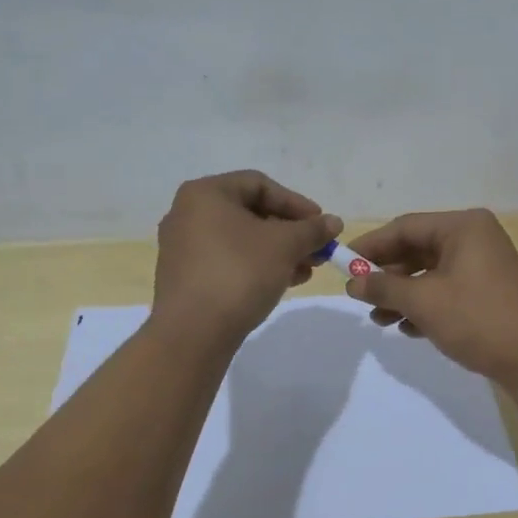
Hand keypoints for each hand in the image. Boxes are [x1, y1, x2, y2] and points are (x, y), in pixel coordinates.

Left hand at [153, 171, 339, 346]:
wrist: (192, 333)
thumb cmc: (239, 273)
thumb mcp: (285, 246)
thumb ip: (312, 229)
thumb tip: (334, 222)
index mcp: (205, 194)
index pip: (260, 185)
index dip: (296, 202)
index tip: (321, 224)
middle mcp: (188, 214)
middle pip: (251, 213)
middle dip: (290, 231)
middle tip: (318, 249)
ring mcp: (184, 248)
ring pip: (242, 240)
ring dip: (279, 251)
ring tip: (307, 270)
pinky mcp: (186, 277)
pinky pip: (229, 260)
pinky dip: (258, 266)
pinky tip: (285, 282)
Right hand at [342, 209, 517, 381]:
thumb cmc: (478, 319)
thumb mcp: (424, 301)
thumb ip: (384, 287)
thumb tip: (352, 282)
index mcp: (463, 226)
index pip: (405, 227)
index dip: (371, 246)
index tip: (343, 264)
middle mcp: (475, 238)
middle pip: (417, 249)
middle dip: (387, 276)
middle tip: (360, 297)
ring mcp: (484, 265)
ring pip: (430, 273)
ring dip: (403, 295)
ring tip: (380, 321)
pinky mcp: (488, 291)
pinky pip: (447, 289)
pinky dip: (425, 305)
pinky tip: (408, 329)